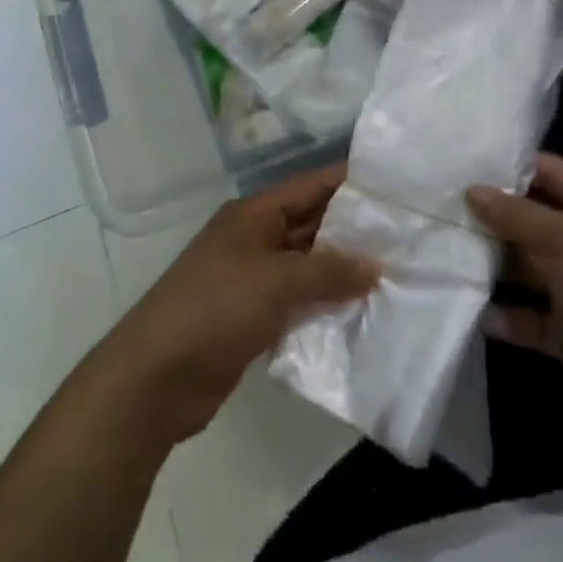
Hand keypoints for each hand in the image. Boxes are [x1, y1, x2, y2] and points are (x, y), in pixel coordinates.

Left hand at [99, 166, 378, 444]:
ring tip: (396, 275)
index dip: (350, 183)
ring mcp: (253, 279)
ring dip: (343, 272)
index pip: (311, 186)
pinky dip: (325, 305)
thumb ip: (327, 271)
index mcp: (254, 214)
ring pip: (308, 266)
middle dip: (354, 231)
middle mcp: (256, 238)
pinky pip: (299, 301)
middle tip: (407, 236)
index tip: (396, 186)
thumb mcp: (275, 281)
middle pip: (312, 225)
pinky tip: (362, 313)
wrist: (155, 378)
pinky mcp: (254, 317)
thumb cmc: (215, 309)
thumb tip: (376, 265)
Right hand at [468, 153, 562, 463]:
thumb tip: (473, 190)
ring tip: (442, 253)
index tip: (462, 165)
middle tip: (439, 208)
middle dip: (492, 217)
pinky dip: (504, 316)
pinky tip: (473, 310)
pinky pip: (529, 318)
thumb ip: (518, 214)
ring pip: (527, 270)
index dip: (511, 167)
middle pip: (533, 222)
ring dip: (492, 266)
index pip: (552, 174)